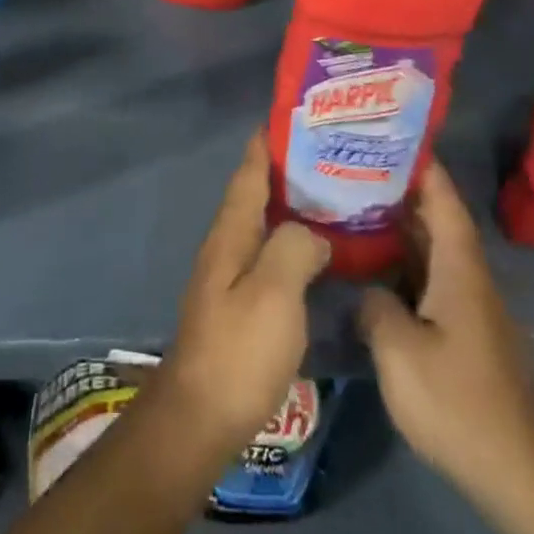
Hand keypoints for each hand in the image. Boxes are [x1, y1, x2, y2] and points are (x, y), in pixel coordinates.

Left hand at [148, 132, 330, 469]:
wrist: (201, 417)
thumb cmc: (238, 349)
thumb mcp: (274, 293)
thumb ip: (294, 248)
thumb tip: (312, 232)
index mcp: (231, 232)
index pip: (249, 172)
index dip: (267, 142)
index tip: (292, 116)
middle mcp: (227, 244)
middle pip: (256, 193)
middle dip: (286, 170)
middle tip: (329, 155)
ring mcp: (231, 275)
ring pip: (264, 224)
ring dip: (291, 205)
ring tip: (332, 195)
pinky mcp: (240, 304)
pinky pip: (270, 255)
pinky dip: (292, 241)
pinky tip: (317, 252)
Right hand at [357, 160, 533, 506]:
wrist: (521, 475)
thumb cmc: (460, 403)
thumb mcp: (401, 354)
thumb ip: (376, 307)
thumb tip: (368, 289)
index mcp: (460, 268)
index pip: (443, 198)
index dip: (421, 163)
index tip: (391, 133)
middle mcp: (468, 278)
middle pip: (436, 218)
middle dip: (401, 188)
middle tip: (355, 164)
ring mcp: (469, 307)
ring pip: (432, 250)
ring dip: (400, 226)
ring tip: (355, 203)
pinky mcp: (465, 334)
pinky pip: (430, 279)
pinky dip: (404, 262)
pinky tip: (374, 266)